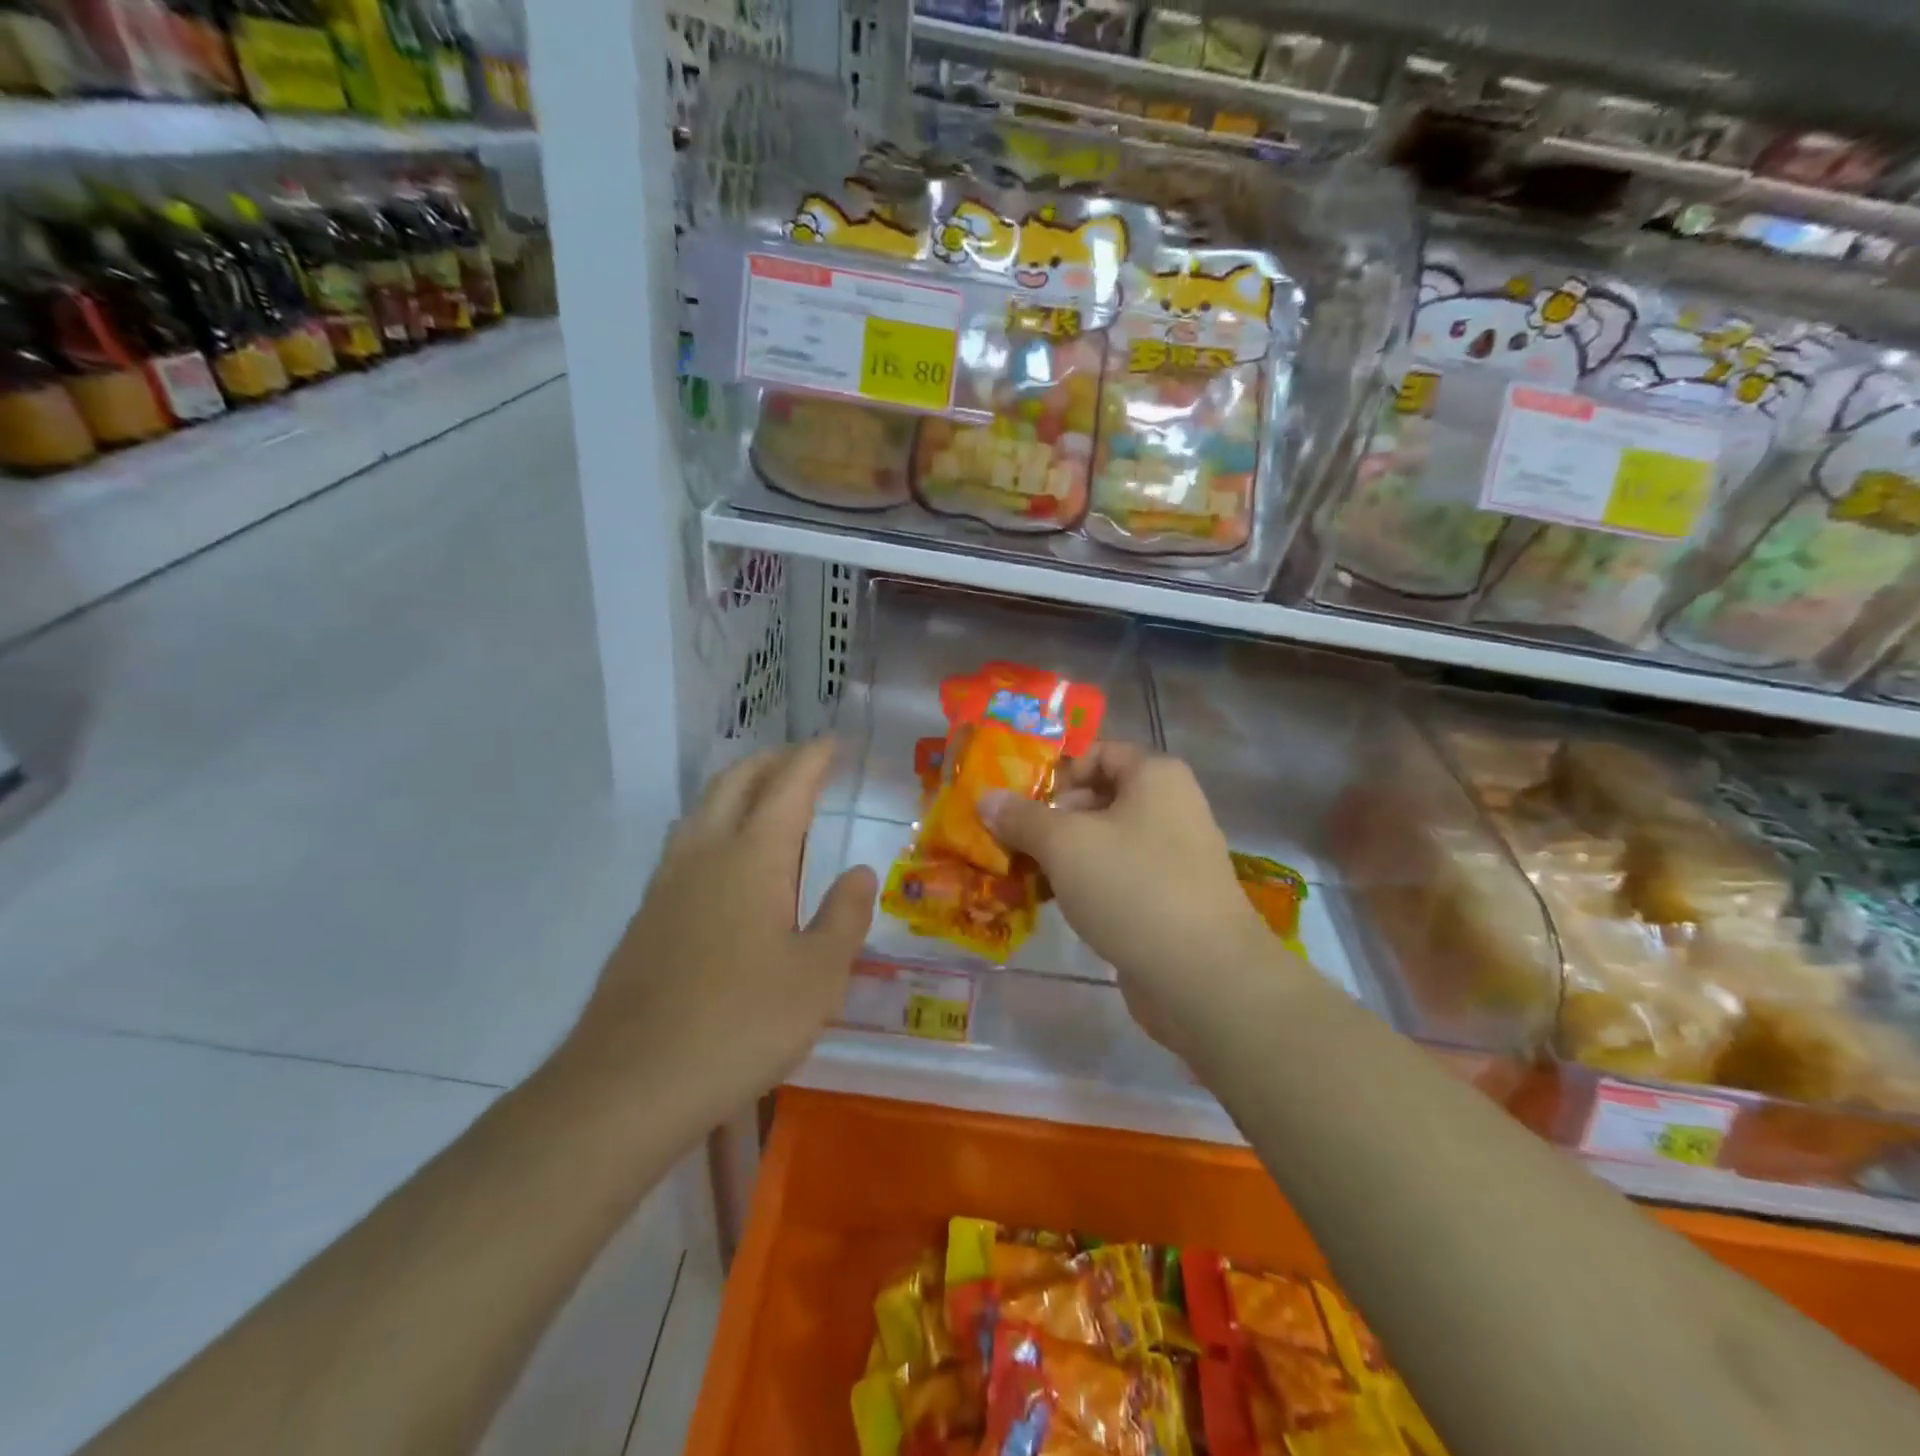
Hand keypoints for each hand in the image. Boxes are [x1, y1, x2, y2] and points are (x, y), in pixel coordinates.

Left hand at [560, 739, 874, 1115]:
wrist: (630, 1083)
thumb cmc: (742, 1023)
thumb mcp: (819, 975)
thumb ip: (844, 915)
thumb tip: (858, 873)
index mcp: (753, 856)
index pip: (788, 785)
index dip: (813, 758)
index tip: (832, 742)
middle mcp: (705, 853)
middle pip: (735, 782)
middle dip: (771, 761)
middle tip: (803, 761)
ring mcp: (667, 883)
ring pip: (701, 808)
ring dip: (737, 789)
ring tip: (765, 798)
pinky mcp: (645, 916)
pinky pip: (684, 844)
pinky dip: (713, 825)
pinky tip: (724, 861)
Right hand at [982, 743, 1306, 1054]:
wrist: (1203, 977)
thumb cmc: (1132, 887)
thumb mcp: (1064, 844)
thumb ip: (1021, 817)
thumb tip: (986, 799)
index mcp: (1155, 776)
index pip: (1098, 753)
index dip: (1056, 771)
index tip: (1019, 802)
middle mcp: (1170, 807)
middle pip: (1098, 797)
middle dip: (1050, 817)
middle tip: (1012, 841)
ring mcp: (1173, 856)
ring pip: (1104, 841)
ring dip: (1062, 855)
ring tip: (1022, 875)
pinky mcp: (1168, 899)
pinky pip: (1117, 877)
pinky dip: (1085, 884)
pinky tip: (1053, 904)